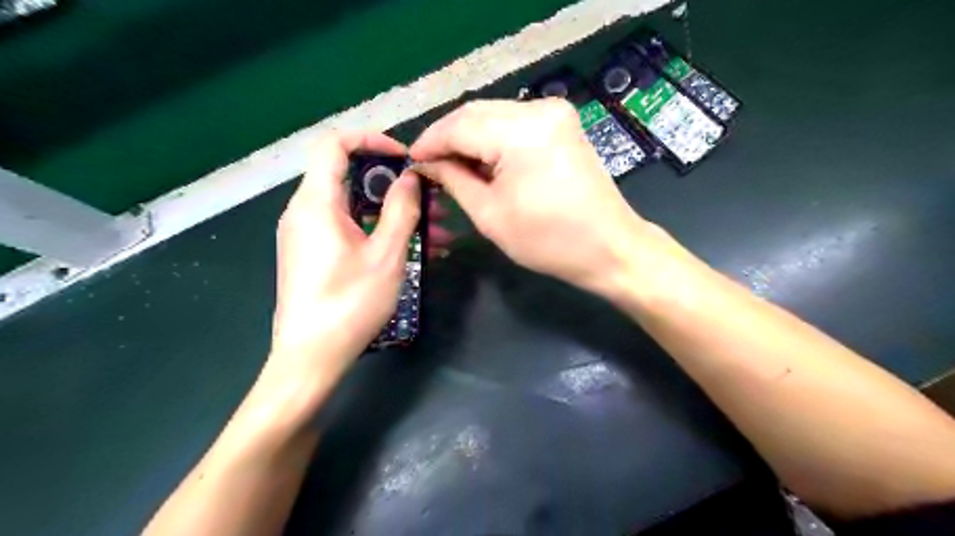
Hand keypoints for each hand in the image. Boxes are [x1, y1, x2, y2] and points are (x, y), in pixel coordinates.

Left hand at [267, 130, 447, 380]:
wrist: (310, 358)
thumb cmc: (350, 303)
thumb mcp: (386, 255)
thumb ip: (402, 210)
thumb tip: (410, 177)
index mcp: (316, 203)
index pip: (335, 145)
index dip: (372, 140)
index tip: (405, 158)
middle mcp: (305, 211)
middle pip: (350, 178)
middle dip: (396, 187)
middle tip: (433, 203)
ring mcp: (308, 234)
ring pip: (356, 208)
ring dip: (395, 215)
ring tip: (437, 235)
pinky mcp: (314, 254)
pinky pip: (349, 229)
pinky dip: (379, 232)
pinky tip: (415, 251)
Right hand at [410, 100, 656, 293]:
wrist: (609, 247)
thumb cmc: (549, 241)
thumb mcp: (490, 215)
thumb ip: (454, 180)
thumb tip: (428, 163)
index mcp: (521, 132)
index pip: (459, 125)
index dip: (430, 141)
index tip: (411, 161)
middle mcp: (540, 109)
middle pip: (476, 113)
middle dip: (448, 138)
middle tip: (429, 165)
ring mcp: (555, 113)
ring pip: (494, 115)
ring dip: (469, 138)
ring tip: (451, 165)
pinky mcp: (562, 124)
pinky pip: (514, 123)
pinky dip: (493, 140)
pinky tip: (482, 160)